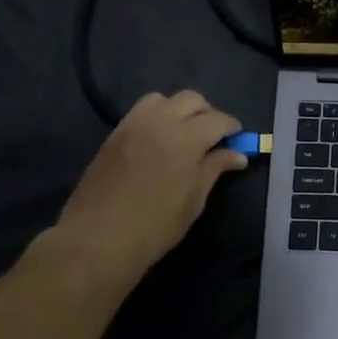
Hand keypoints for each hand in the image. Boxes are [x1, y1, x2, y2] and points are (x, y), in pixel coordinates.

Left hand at [36, 91, 247, 284]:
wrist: (98, 238)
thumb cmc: (155, 226)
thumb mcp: (194, 201)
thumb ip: (214, 169)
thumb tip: (237, 154)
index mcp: (185, 139)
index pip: (217, 120)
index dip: (232, 128)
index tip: (238, 140)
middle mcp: (159, 123)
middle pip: (191, 100)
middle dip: (208, 114)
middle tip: (213, 138)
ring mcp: (133, 125)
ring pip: (163, 99)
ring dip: (179, 110)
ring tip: (184, 135)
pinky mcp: (114, 134)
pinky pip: (141, 112)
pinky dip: (157, 117)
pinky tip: (160, 141)